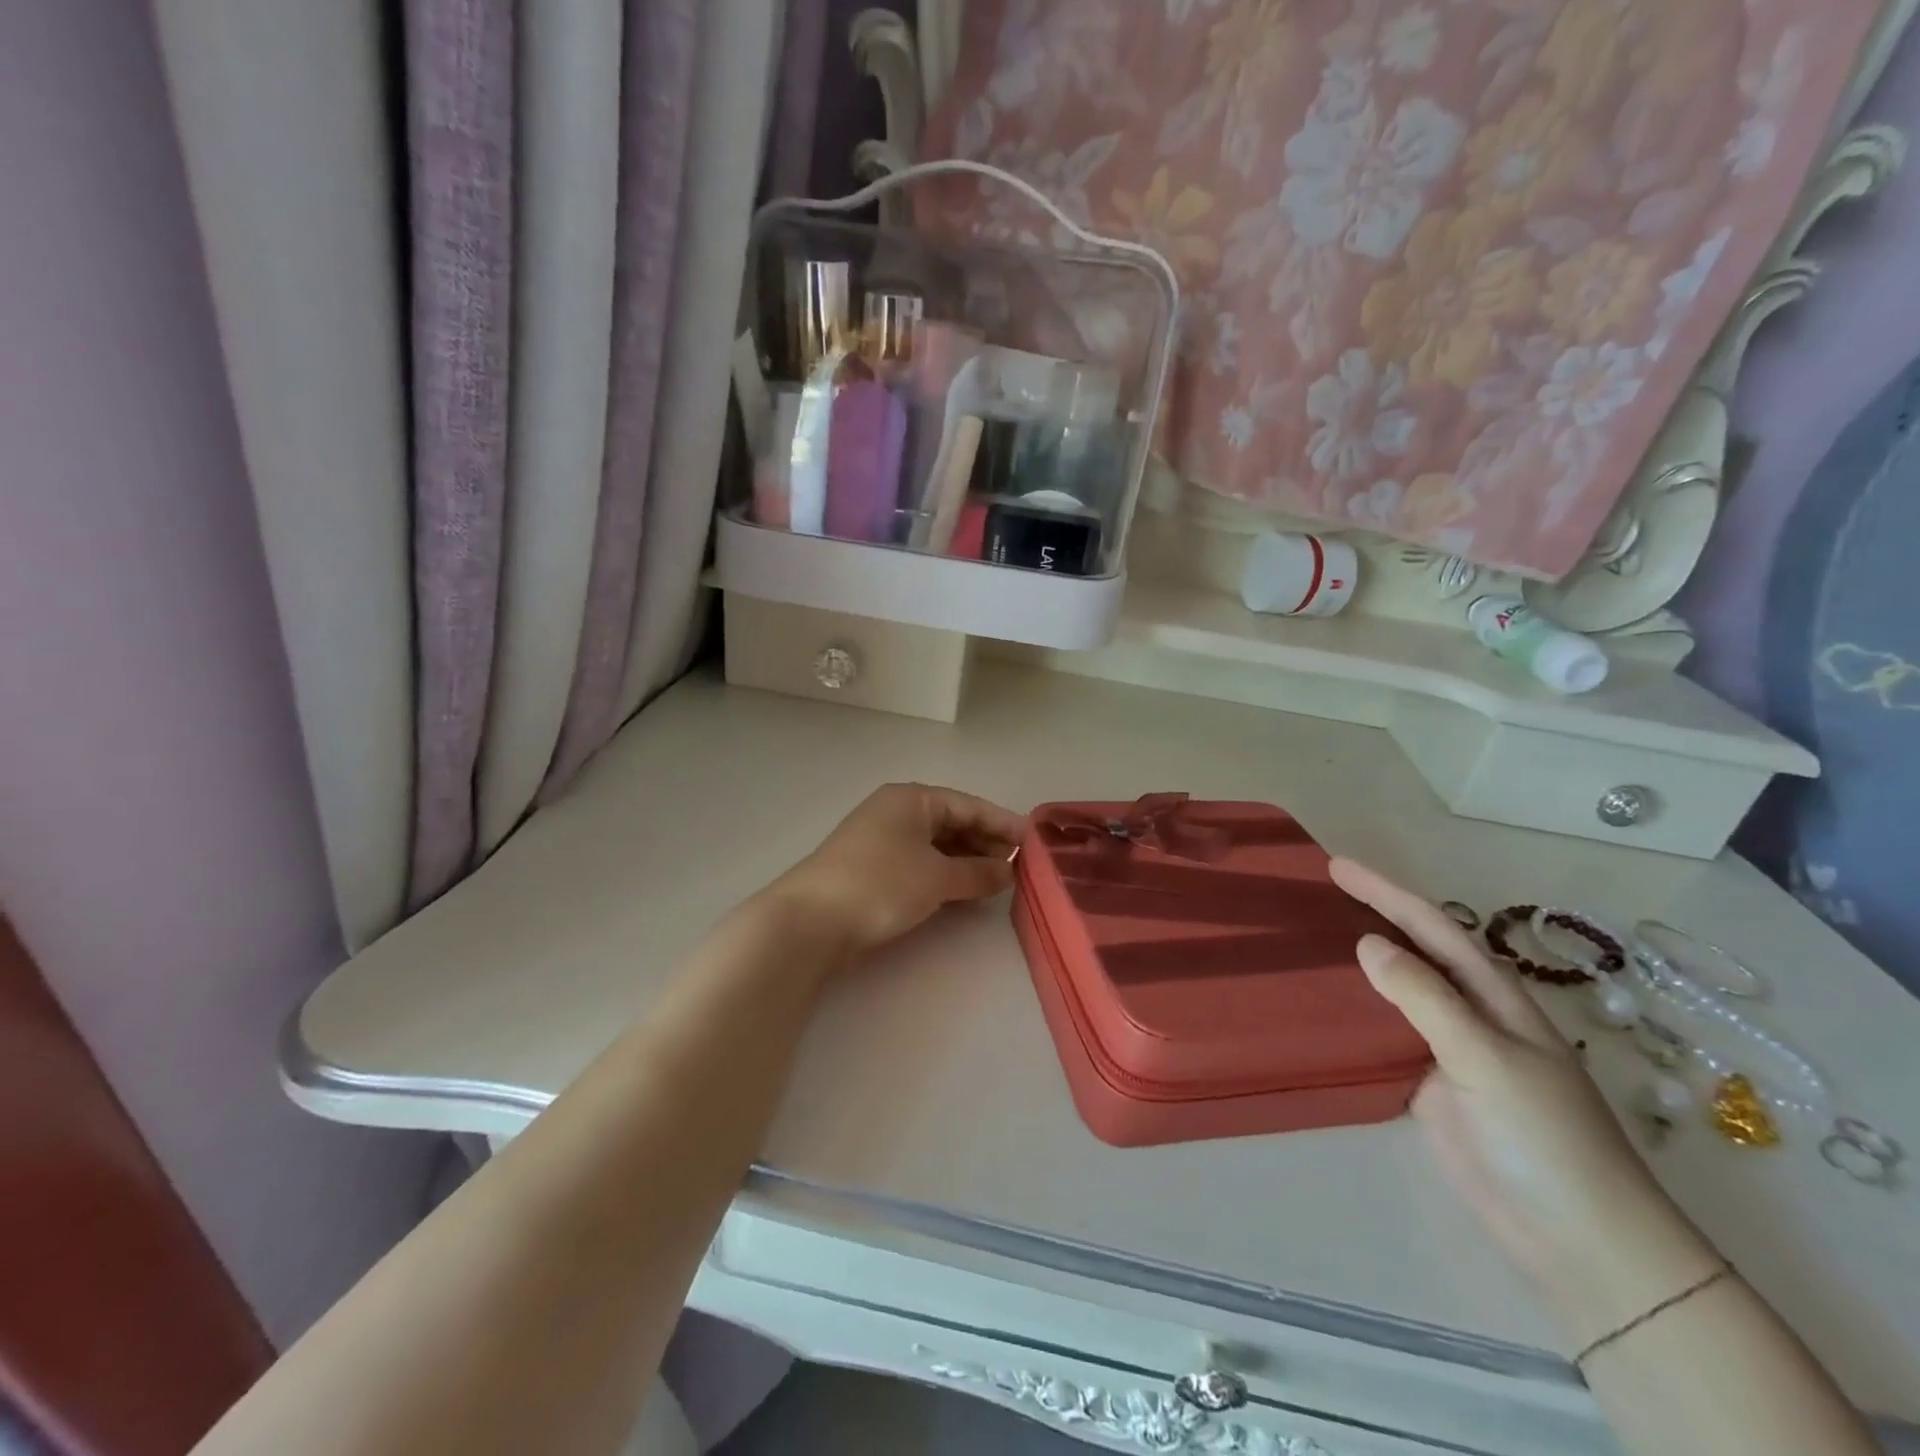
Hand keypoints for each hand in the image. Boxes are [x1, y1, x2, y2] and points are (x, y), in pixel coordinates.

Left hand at [770, 784, 1027, 960]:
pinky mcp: (874, 869)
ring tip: (998, 883)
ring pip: (937, 846)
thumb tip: (1008, 871)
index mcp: (912, 799)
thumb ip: (977, 872)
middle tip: (1019, 867)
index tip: (1033, 841)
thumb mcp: (937, 877)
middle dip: (986, 844)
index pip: (968, 805)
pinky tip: (965, 893)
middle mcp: (897, 812)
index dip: (1002, 823)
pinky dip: (945, 875)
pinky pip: (921, 864)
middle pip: (953, 823)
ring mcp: (883, 841)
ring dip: (967, 862)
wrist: (811, 921)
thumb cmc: (880, 885)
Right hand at [1330, 859, 1721, 1351]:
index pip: (1432, 927)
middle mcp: (1468, 1013)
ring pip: (1394, 992)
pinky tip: (1321, 1003)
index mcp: (1493, 995)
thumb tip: (1367, 942)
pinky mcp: (1427, 1087)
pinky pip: (1382, 1036)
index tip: (1336, 866)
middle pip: (1412, 951)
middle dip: (1371, 915)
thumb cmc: (1544, 1138)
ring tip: (1307, 937)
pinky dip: (1352, 1013)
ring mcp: (1446, 1051)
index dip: (1385, 892)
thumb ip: (1425, 998)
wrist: (1578, 1239)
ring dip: (1356, 962)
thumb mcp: (1485, 1057)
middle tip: (1316, 892)